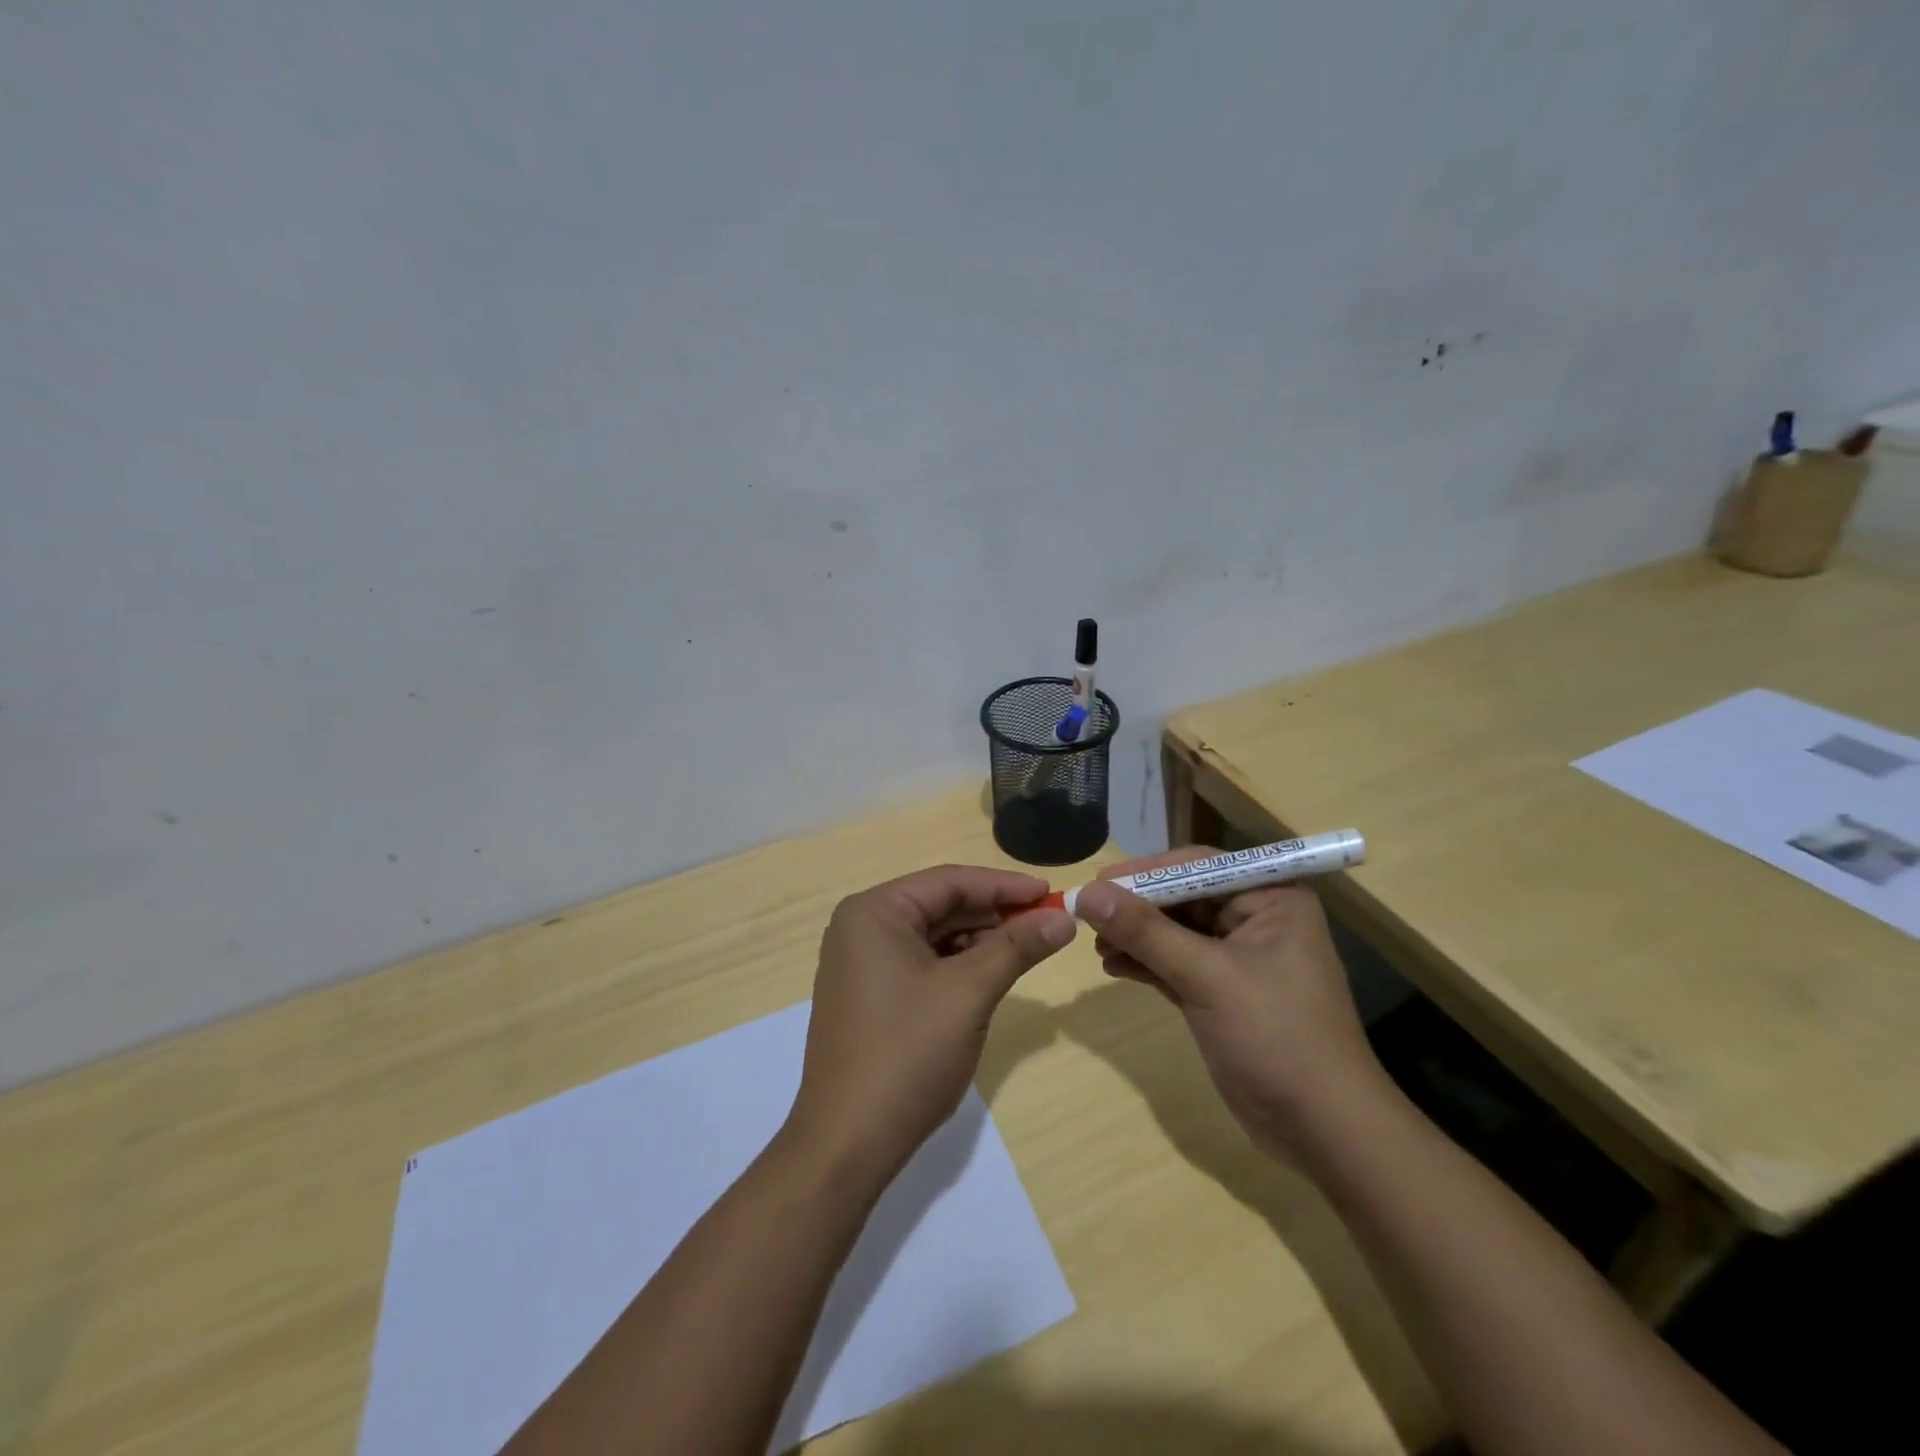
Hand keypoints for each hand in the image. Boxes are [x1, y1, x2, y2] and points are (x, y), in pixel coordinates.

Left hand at [785, 865, 1076, 1176]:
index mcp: (874, 912)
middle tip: (1047, 923)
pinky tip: (990, 975)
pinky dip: (958, 966)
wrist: (848, 1143)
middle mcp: (861, 928)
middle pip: (941, 905)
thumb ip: (1017, 947)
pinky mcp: (869, 995)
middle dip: (994, 914)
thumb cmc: (907, 1054)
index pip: (949, 881)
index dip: (1004, 885)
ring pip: (933, 936)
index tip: (1051, 893)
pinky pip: (921, 963)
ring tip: (1026, 950)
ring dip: (979, 941)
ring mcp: (861, 964)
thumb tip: (1064, 917)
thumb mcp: (969, 992)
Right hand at [1075, 849, 1393, 1164]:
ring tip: (1097, 947)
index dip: (1146, 872)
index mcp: (1271, 898)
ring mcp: (1240, 959)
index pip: (1198, 866)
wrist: (1324, 1131)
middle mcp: (1257, 919)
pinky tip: (1114, 966)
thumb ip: (1145, 931)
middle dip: (1136, 908)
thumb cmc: (1276, 1036)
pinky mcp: (1224, 993)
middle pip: (1183, 897)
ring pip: (1175, 932)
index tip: (1098, 883)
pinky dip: (1146, 963)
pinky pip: (1176, 963)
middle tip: (1088, 916)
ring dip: (1136, 937)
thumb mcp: (1207, 977)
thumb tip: (1087, 893)